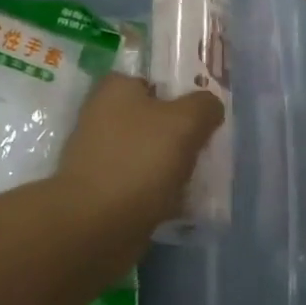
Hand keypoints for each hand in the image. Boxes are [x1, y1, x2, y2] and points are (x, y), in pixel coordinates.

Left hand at [55, 73, 224, 233]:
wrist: (95, 225)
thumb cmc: (139, 161)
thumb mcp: (185, 122)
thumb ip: (204, 106)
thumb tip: (210, 106)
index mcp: (114, 89)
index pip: (152, 80)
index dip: (180, 93)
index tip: (203, 114)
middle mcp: (101, 116)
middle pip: (152, 118)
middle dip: (178, 133)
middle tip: (205, 147)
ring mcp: (99, 155)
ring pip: (148, 152)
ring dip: (170, 165)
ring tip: (198, 178)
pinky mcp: (101, 190)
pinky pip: (140, 183)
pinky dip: (158, 192)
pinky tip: (180, 203)